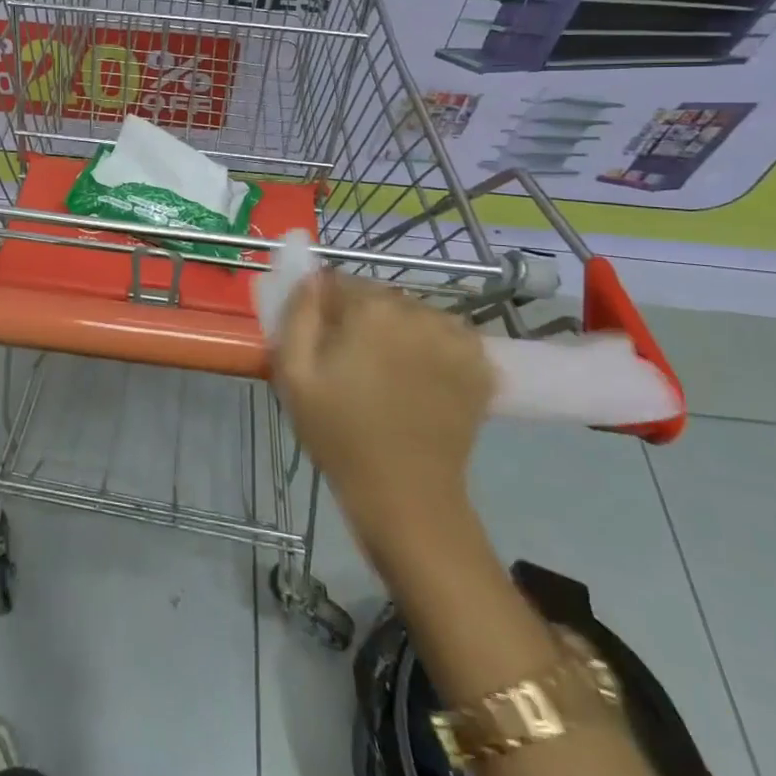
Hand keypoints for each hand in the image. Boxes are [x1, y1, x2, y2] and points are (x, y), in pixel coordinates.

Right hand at [272, 271, 494, 557]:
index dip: (324, 310)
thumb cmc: (340, 434)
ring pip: (412, 314)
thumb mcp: (294, 374)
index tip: (322, 344)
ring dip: (399, 331)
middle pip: (378, 297)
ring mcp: (456, 336)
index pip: (337, 282)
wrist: (407, 496)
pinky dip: (432, 348)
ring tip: (390, 376)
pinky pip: (445, 335)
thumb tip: (310, 278)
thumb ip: (297, 314)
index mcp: (371, 309)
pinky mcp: (481, 363)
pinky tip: (422, 381)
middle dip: (362, 319)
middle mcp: (418, 311)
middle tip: (353, 365)